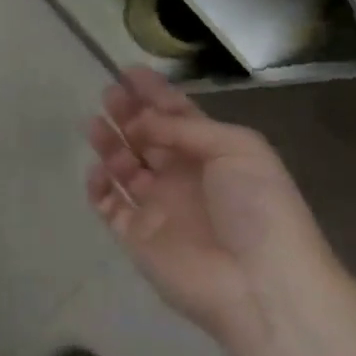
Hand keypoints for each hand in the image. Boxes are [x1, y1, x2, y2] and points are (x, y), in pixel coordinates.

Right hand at [85, 68, 327, 345]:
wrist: (260, 284)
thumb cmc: (257, 207)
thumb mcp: (236, 148)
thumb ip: (185, 129)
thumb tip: (142, 123)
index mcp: (212, 154)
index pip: (177, 116)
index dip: (154, 94)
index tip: (128, 72)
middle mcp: (182, 177)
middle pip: (147, 138)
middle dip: (127, 114)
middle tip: (108, 94)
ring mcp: (159, 208)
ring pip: (124, 169)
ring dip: (109, 145)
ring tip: (94, 124)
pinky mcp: (138, 238)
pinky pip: (110, 207)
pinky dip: (99, 187)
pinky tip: (97, 171)